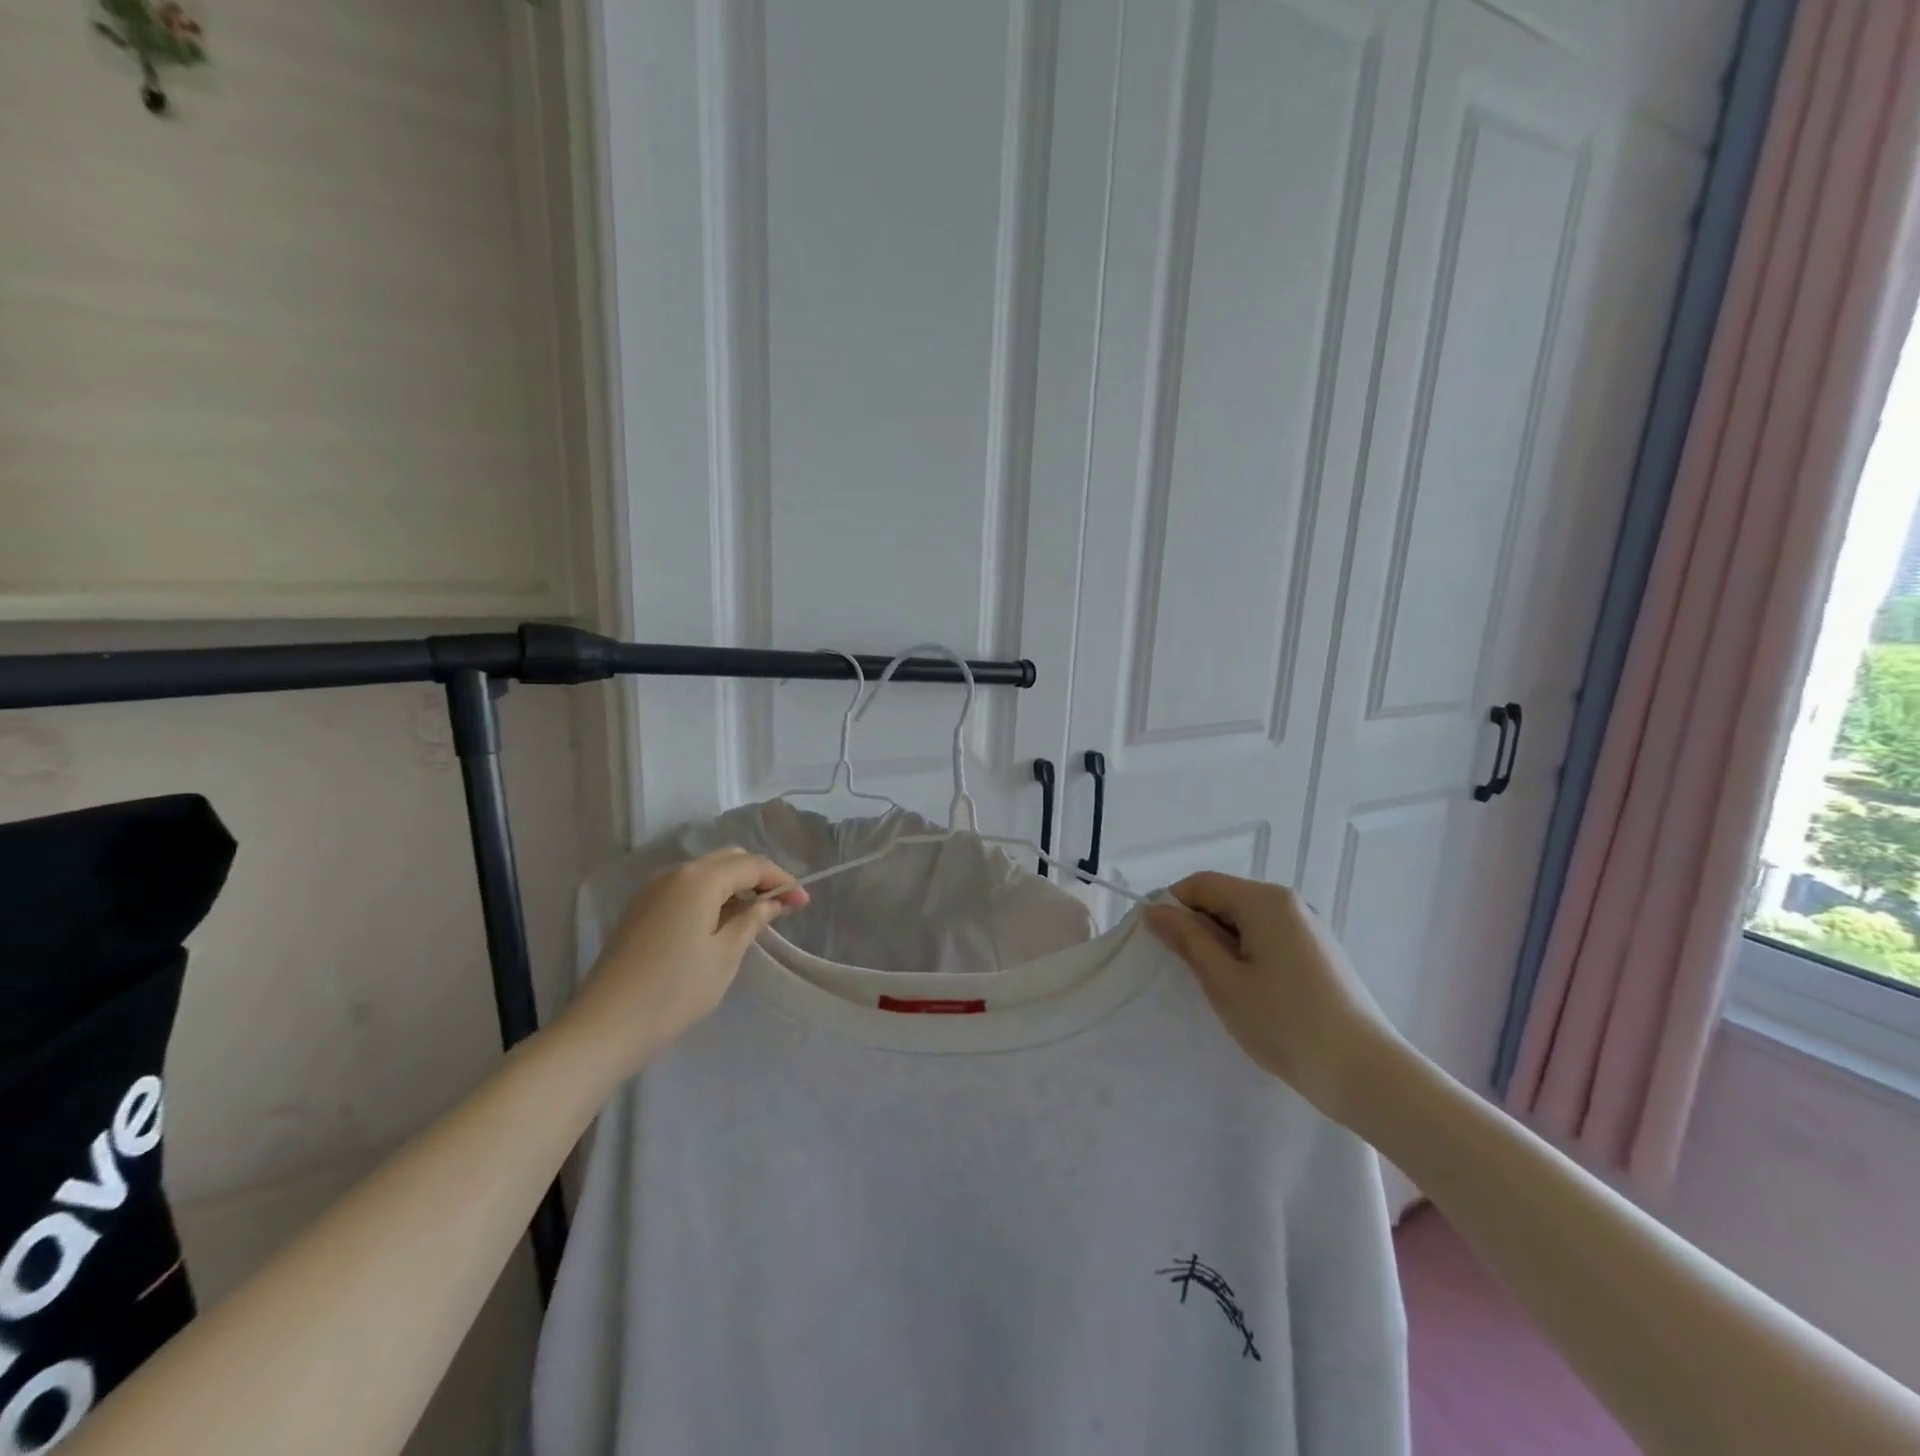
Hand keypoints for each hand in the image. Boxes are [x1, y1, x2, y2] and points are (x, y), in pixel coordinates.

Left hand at [553, 849, 807, 1078]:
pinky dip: (710, 897)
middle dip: (758, 877)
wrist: (602, 1028)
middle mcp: (674, 874)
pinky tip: (718, 925)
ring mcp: (652, 891)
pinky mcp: (639, 911)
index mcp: (699, 879)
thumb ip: (752, 920)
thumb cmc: (673, 992)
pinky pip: (685, 889)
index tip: (803, 904)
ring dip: (734, 887)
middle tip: (781, 907)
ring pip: (705, 873)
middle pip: (728, 860)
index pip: (752, 865)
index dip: (782, 880)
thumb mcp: (724, 956)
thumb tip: (771, 901)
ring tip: (754, 918)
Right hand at [1145, 872, 1402, 1121]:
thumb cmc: (1285, 1023)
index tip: (1157, 941)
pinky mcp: (1319, 953)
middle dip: (1198, 926)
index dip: (1172, 906)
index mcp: (1264, 901)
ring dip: (1222, 943)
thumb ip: (1188, 940)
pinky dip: (1248, 954)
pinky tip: (1250, 992)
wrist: (1365, 1073)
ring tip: (1218, 986)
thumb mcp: (1224, 981)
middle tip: (1185, 970)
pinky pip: (1269, 937)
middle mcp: (1289, 903)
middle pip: (1225, 897)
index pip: (1201, 883)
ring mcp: (1309, 927)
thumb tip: (1155, 910)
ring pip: (1246, 920)